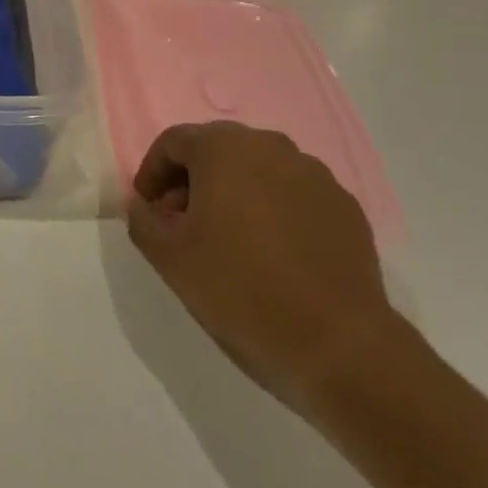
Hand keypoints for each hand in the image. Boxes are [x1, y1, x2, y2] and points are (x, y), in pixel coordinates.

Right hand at [127, 123, 397, 409]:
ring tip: (229, 240)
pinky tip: (273, 253)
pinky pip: (294, 194)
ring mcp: (314, 174)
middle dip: (193, 180)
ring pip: (258, 169)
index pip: (173, 142)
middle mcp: (270, 146)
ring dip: (235, 193)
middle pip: (217, 149)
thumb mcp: (169, 259)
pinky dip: (275, 210)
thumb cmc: (241, 291)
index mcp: (223, 148)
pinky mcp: (344, 206)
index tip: (148, 208)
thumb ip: (143, 220)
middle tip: (183, 223)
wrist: (340, 344)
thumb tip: (145, 205)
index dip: (152, 172)